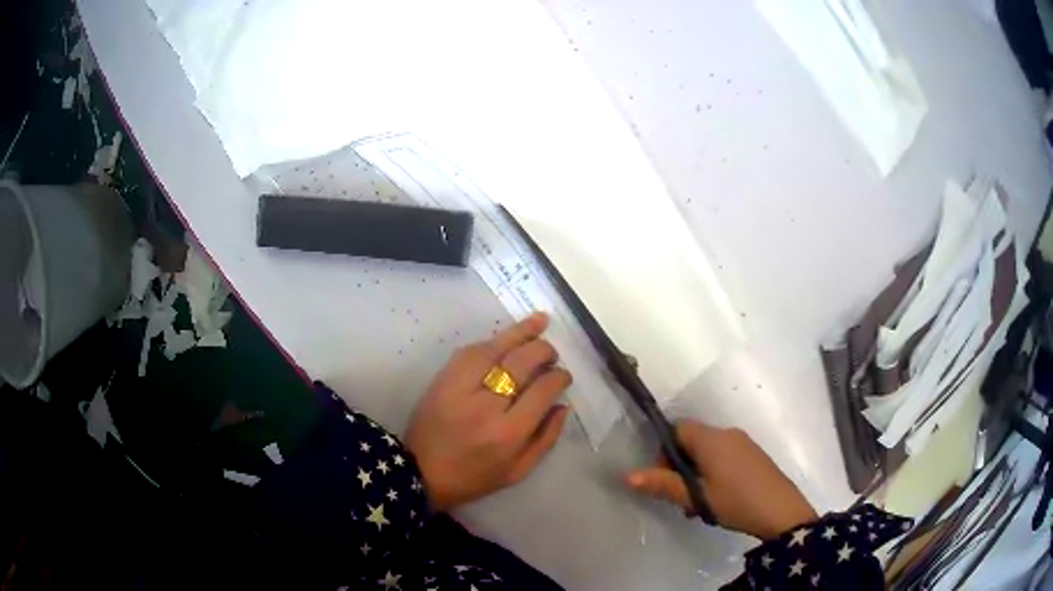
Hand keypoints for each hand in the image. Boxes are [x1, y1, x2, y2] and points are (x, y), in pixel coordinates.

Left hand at [404, 313, 571, 511]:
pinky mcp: (442, 378)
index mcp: (508, 433)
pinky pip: (471, 350)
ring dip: (520, 333)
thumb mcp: (518, 470)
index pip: (542, 391)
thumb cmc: (474, 477)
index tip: (563, 375)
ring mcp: (460, 388)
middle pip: (521, 363)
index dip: (558, 377)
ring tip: (540, 322)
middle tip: (551, 353)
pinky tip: (506, 338)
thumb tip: (563, 404)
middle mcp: (486, 406)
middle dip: (543, 351)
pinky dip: (492, 341)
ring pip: (495, 348)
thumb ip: (546, 438)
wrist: (420, 471)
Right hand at [625, 420, 816, 539]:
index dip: (664, 451)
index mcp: (711, 438)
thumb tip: (627, 475)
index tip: (664, 479)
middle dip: (681, 467)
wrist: (781, 511)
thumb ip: (662, 484)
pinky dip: (714, 472)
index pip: (678, 429)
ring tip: (698, 505)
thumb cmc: (734, 501)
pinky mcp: (754, 455)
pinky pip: (726, 456)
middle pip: (693, 441)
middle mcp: (728, 433)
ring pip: (709, 452)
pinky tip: (718, 499)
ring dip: (697, 473)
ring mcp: (744, 443)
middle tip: (680, 497)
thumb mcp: (696, 497)